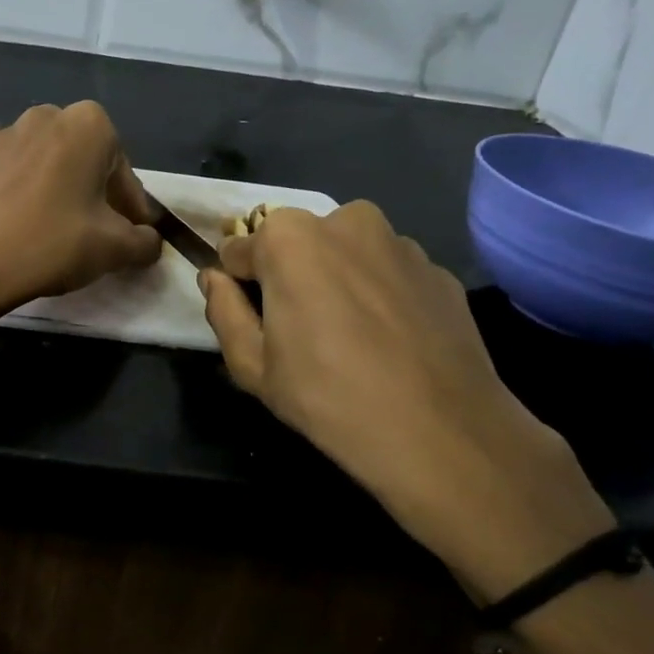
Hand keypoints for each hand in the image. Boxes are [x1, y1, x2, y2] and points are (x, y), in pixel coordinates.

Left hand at [0, 102, 161, 312]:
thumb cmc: (53, 245)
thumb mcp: (115, 249)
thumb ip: (144, 241)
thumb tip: (150, 241)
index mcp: (90, 126)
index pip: (122, 168)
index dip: (129, 204)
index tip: (129, 232)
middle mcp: (47, 115)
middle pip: (81, 153)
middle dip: (90, 183)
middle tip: (91, 223)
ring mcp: (2, 130)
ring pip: (38, 149)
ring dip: (48, 174)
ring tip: (46, 214)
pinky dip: (1, 163)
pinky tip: (3, 188)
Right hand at [200, 202, 613, 600]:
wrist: (441, 432)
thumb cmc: (327, 396)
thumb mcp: (251, 365)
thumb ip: (222, 311)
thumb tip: (213, 278)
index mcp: (290, 238)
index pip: (239, 249)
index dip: (239, 286)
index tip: (252, 322)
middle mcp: (346, 221)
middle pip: (297, 245)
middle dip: (290, 277)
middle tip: (300, 334)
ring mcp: (400, 242)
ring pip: (346, 256)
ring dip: (337, 283)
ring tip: (350, 341)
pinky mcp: (438, 270)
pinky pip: (389, 275)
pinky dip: (380, 297)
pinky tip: (390, 345)